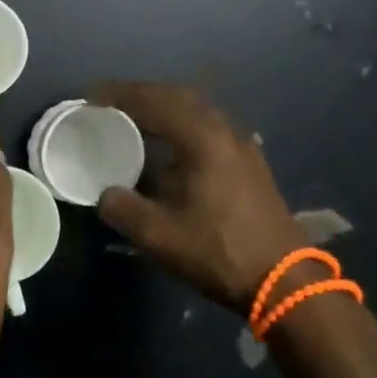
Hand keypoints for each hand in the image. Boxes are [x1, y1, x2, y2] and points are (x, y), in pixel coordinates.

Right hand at [91, 82, 311, 313]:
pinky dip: (182, 125)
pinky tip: (170, 146)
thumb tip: (105, 195)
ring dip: (164, 108)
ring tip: (135, 119)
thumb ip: (123, 209)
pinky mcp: (249, 165)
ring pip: (197, 111)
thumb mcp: (160, 236)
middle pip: (179, 97)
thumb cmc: (220, 253)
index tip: (91, 97)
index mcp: (203, 140)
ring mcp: (242, 147)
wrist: (285, 282)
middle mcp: (225, 133)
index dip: (120, 95)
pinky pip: (209, 128)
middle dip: (142, 95)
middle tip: (110, 102)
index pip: (155, 101)